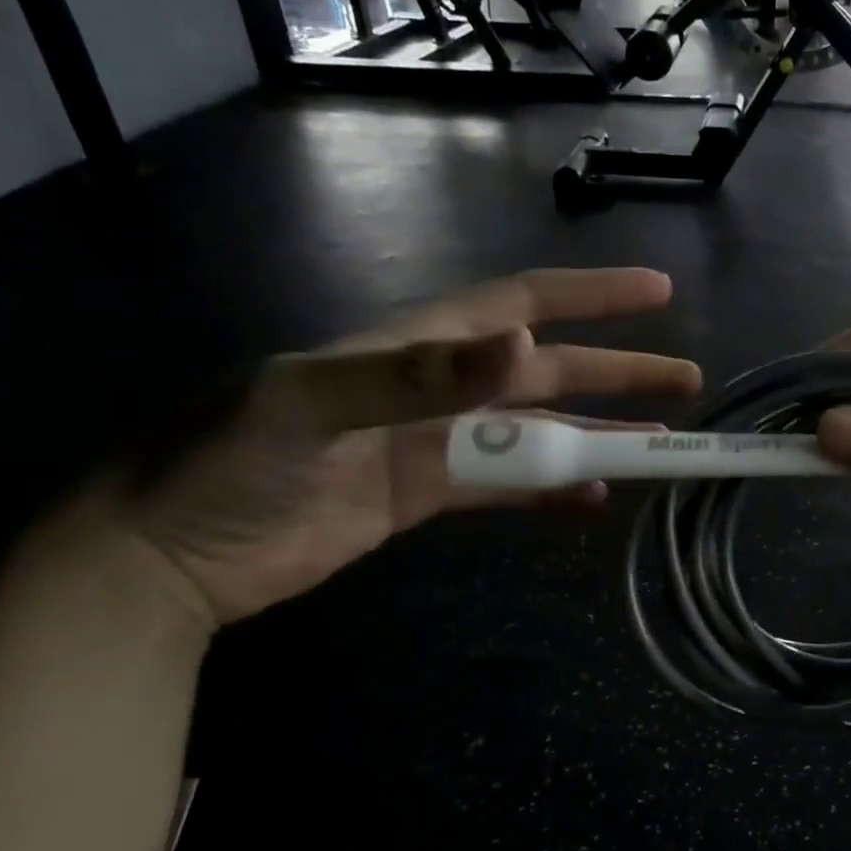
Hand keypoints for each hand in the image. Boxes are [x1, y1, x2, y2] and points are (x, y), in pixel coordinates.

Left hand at [99, 269, 700, 627]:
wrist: (163, 558)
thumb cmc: (223, 465)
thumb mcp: (309, 405)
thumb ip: (417, 376)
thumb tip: (523, 346)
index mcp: (417, 345)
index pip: (522, 304)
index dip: (591, 295)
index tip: (657, 291)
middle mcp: (439, 385)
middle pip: (547, 372)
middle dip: (618, 370)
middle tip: (687, 379)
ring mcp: (437, 442)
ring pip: (538, 432)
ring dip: (597, 434)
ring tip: (657, 445)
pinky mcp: (428, 494)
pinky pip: (508, 486)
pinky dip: (552, 489)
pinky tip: (593, 498)